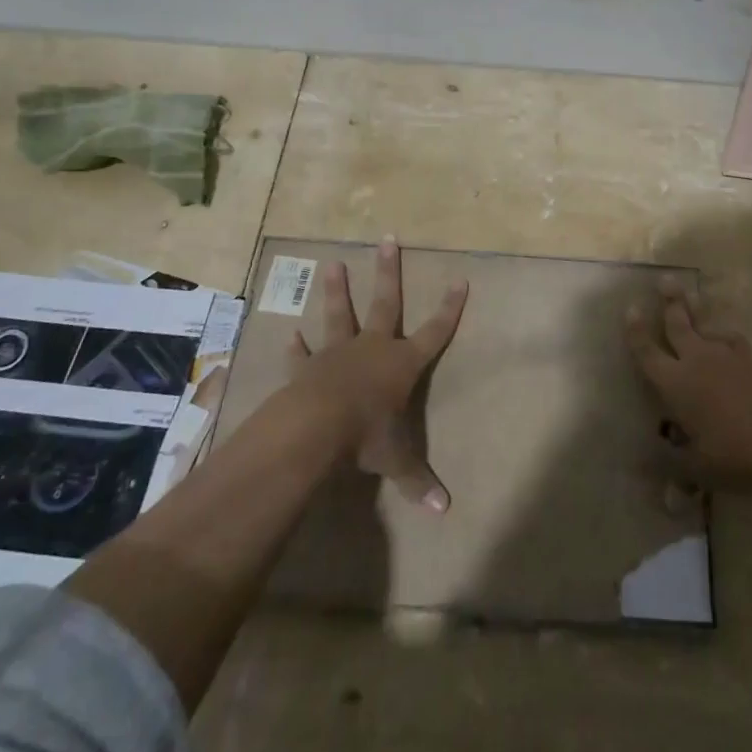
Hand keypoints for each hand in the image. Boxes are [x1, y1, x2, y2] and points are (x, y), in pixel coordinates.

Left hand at [287, 237, 466, 512]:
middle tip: (387, 240)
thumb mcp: (396, 460)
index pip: (435, 332)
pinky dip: (297, 346)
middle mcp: (373, 348)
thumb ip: (419, 480)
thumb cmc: (365, 437)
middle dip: (389, 272)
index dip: (450, 308)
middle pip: (386, 303)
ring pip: (340, 315)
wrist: (315, 429)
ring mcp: (338, 352)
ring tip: (332, 264)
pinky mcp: (308, 366)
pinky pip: (303, 354)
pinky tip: (291, 334)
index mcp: (402, 364)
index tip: (459, 279)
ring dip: (337, 291)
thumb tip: (446, 511)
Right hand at [626, 276, 751, 488]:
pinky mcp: (751, 358)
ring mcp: (725, 355)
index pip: (647, 352)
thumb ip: (673, 467)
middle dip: (669, 302)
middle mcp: (695, 360)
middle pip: (677, 324)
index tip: (630, 309)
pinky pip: (732, 338)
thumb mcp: (697, 467)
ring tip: (692, 295)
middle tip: (665, 280)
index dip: (635, 332)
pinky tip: (725, 337)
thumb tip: (653, 483)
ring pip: (705, 324)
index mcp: (674, 383)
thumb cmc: (731, 454)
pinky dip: (724, 335)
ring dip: (696, 309)